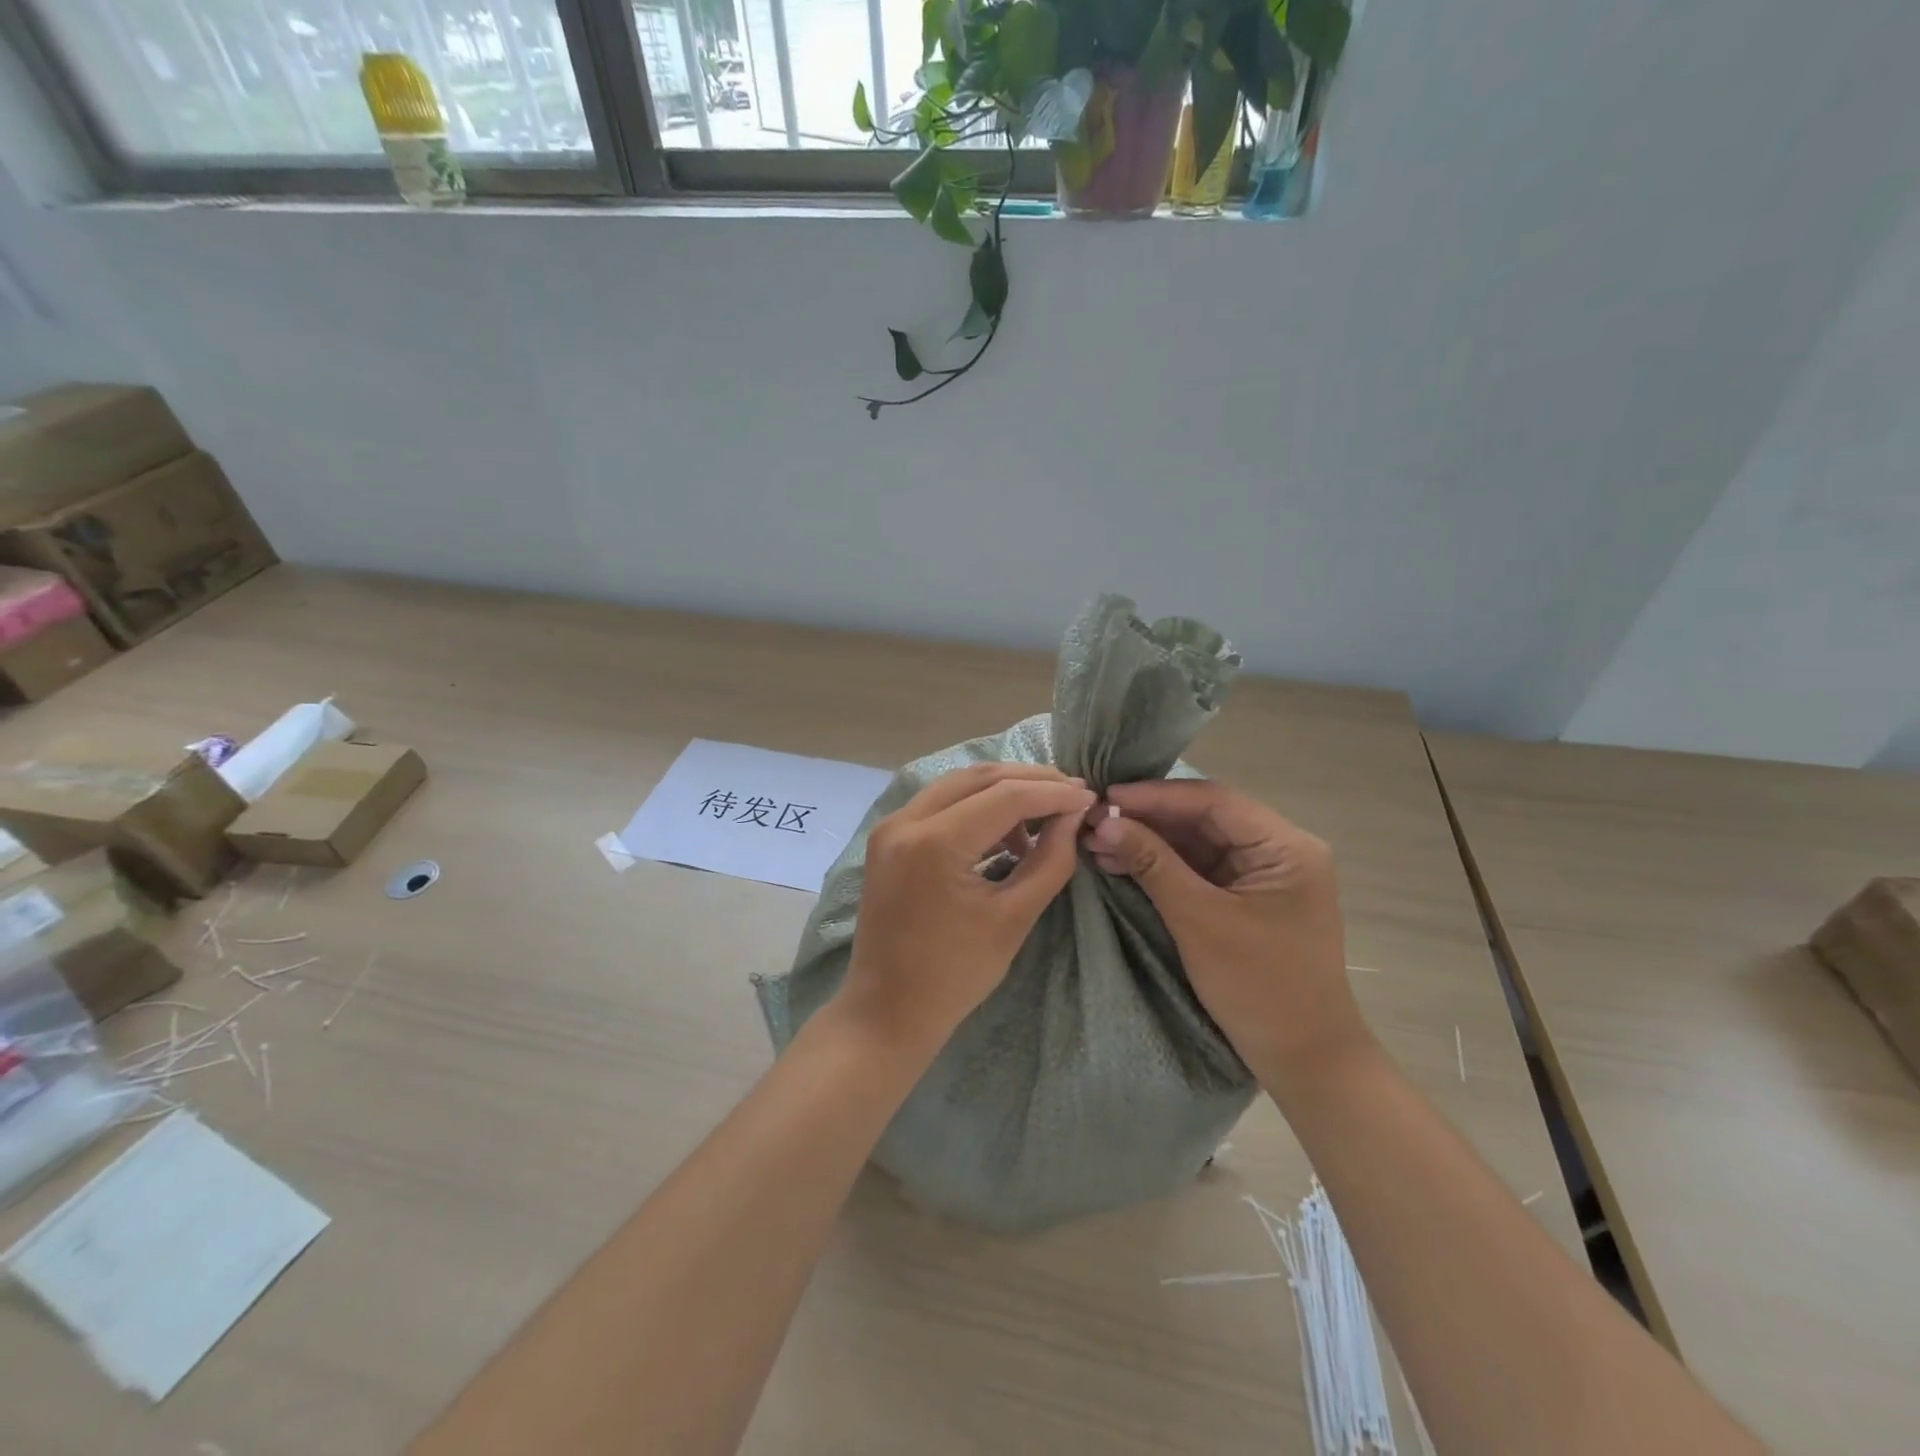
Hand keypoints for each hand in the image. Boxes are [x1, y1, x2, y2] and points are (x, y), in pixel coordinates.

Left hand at [840, 763, 1094, 1059]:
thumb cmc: (955, 975)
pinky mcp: (888, 838)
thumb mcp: (1014, 918)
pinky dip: (975, 806)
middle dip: (1030, 780)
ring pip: (957, 784)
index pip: (1006, 796)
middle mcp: (905, 821)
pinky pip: (939, 804)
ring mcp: (891, 827)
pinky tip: (1006, 830)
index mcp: (934, 843)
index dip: (1053, 793)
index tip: (1090, 796)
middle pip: (979, 778)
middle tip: (1071, 792)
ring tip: (1043, 814)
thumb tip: (1073, 815)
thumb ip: (1050, 860)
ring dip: (1003, 790)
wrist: (887, 1011)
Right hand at [1084, 780, 1370, 1082]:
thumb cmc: (1258, 988)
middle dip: (1148, 819)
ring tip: (1098, 843)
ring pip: (1199, 843)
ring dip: (1151, 842)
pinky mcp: (1248, 898)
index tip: (1107, 797)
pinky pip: (1201, 869)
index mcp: (1285, 847)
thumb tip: (1105, 822)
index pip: (1214, 801)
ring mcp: (1264, 875)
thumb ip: (1152, 864)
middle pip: (1205, 818)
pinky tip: (1122, 863)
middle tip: (1095, 821)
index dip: (1156, 796)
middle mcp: (1279, 850)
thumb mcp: (1199, 920)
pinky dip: (1163, 866)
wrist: (1304, 1060)